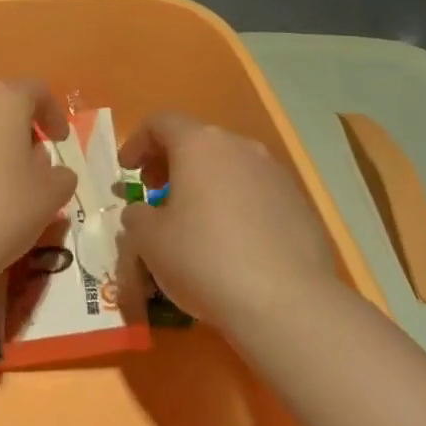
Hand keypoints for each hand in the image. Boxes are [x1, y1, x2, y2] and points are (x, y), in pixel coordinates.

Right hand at [120, 112, 339, 331]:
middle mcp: (239, 147)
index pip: (161, 123)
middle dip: (170, 162)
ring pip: (229, 166)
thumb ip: (137, 216)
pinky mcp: (299, 204)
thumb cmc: (204, 259)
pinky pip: (256, 193)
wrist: (287, 303)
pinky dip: (235, 204)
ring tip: (192, 220)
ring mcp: (275, 174)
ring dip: (204, 183)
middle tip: (154, 191)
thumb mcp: (149, 240)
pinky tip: (231, 242)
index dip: (137, 142)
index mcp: (199, 144)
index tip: (126, 170)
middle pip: (197, 141)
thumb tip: (142, 213)